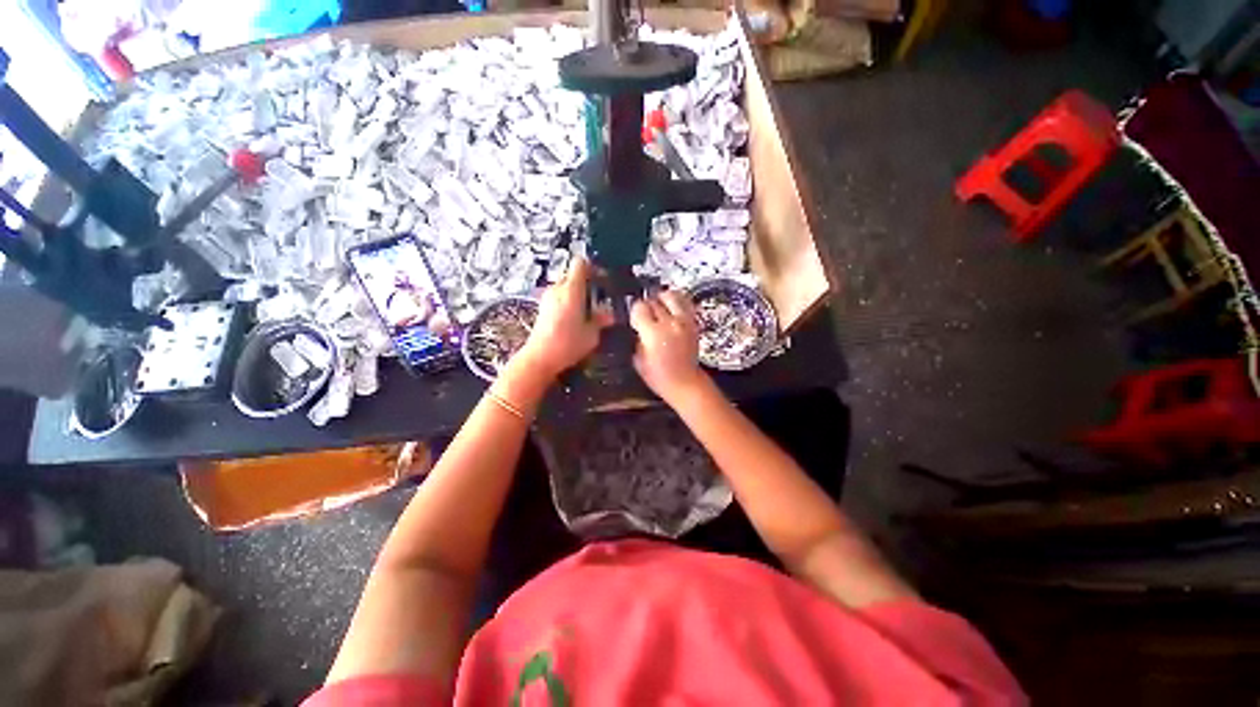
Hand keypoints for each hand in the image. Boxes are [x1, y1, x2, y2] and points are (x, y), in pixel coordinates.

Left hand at [516, 257, 612, 379]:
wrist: (539, 359)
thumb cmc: (567, 345)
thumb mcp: (592, 334)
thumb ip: (601, 320)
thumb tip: (609, 314)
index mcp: (571, 290)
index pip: (580, 264)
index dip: (593, 267)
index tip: (603, 279)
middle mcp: (557, 289)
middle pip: (573, 275)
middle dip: (587, 284)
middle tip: (600, 298)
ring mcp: (547, 298)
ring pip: (566, 287)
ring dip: (578, 295)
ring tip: (589, 311)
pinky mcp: (542, 308)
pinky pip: (559, 298)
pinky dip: (569, 303)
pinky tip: (576, 319)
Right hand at [630, 290, 707, 402]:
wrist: (685, 382)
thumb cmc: (659, 376)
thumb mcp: (638, 360)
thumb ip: (636, 338)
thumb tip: (637, 326)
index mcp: (653, 333)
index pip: (639, 307)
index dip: (634, 312)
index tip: (634, 319)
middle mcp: (669, 323)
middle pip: (653, 300)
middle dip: (646, 306)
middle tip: (644, 316)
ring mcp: (684, 321)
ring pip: (670, 295)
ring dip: (661, 299)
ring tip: (658, 308)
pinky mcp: (693, 323)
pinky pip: (684, 302)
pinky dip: (676, 301)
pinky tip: (671, 308)